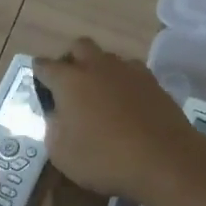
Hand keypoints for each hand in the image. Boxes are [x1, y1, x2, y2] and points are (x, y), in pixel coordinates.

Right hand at [32, 38, 205, 203]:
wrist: (165, 159)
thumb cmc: (105, 159)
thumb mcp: (62, 154)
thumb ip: (54, 128)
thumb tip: (58, 115)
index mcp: (70, 80)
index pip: (45, 65)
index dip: (39, 74)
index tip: (40, 85)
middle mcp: (98, 66)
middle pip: (79, 47)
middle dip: (71, 60)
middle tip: (71, 85)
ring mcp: (129, 70)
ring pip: (108, 57)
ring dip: (100, 69)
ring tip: (101, 95)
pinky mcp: (153, 81)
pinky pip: (132, 72)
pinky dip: (124, 82)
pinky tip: (127, 103)